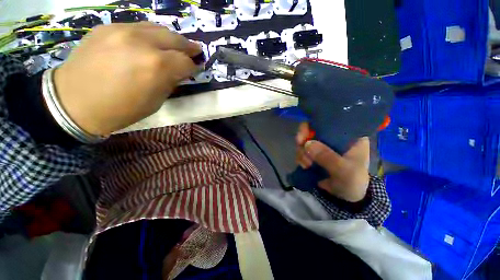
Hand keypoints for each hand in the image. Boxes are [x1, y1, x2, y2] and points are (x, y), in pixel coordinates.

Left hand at [54, 22, 201, 135]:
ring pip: (158, 28)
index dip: (194, 67)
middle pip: (175, 38)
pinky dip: (150, 35)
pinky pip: (138, 27)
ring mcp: (122, 30)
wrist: (73, 102)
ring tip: (175, 46)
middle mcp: (142, 42)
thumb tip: (179, 72)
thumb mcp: (155, 102)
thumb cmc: (120, 110)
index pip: (186, 62)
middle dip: (188, 47)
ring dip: (171, 38)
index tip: (196, 69)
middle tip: (195, 51)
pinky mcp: (107, 27)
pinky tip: (150, 43)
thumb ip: (170, 83)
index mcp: (157, 67)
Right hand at [295, 123, 369, 201]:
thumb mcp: (344, 170)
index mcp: (348, 135)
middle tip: (301, 149)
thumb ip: (328, 157)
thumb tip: (307, 144)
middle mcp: (333, 137)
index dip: (315, 124)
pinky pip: (302, 150)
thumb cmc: (353, 181)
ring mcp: (322, 145)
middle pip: (312, 129)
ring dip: (301, 152)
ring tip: (306, 165)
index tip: (304, 134)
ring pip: (305, 141)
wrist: (346, 197)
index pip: (330, 120)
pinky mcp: (314, 154)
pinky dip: (300, 157)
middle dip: (303, 140)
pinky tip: (304, 166)